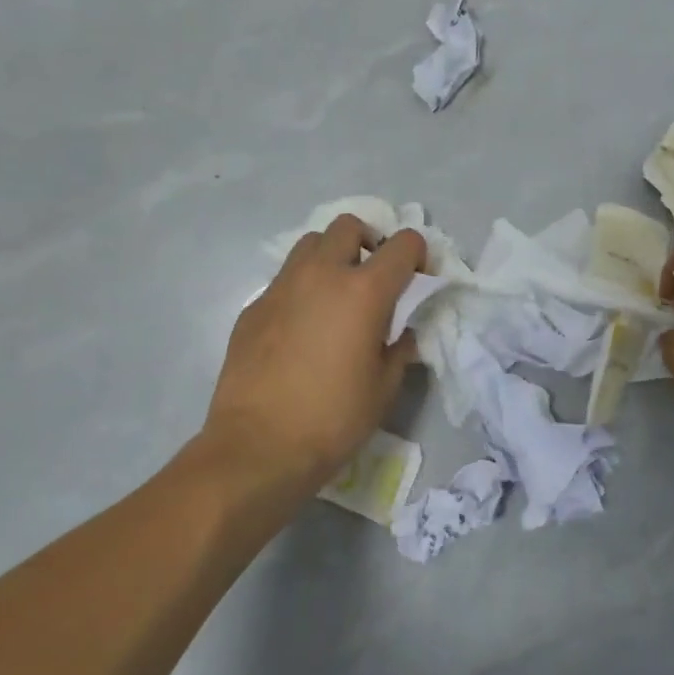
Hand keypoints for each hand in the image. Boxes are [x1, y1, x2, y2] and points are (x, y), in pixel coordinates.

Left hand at [200, 216, 425, 503]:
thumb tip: (401, 332)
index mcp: (364, 291)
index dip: (418, 254)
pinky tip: (302, 328)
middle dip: (369, 241)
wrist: (258, 448)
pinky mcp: (253, 307)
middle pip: (349, 226)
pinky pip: (284, 280)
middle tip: (374, 276)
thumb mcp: (384, 387)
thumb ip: (399, 348)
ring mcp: (281, 287)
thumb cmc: (333, 419)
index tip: (419, 278)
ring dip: (331, 256)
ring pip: (310, 244)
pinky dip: (302, 288)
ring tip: (336, 293)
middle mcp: (321, 275)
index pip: (403, 244)